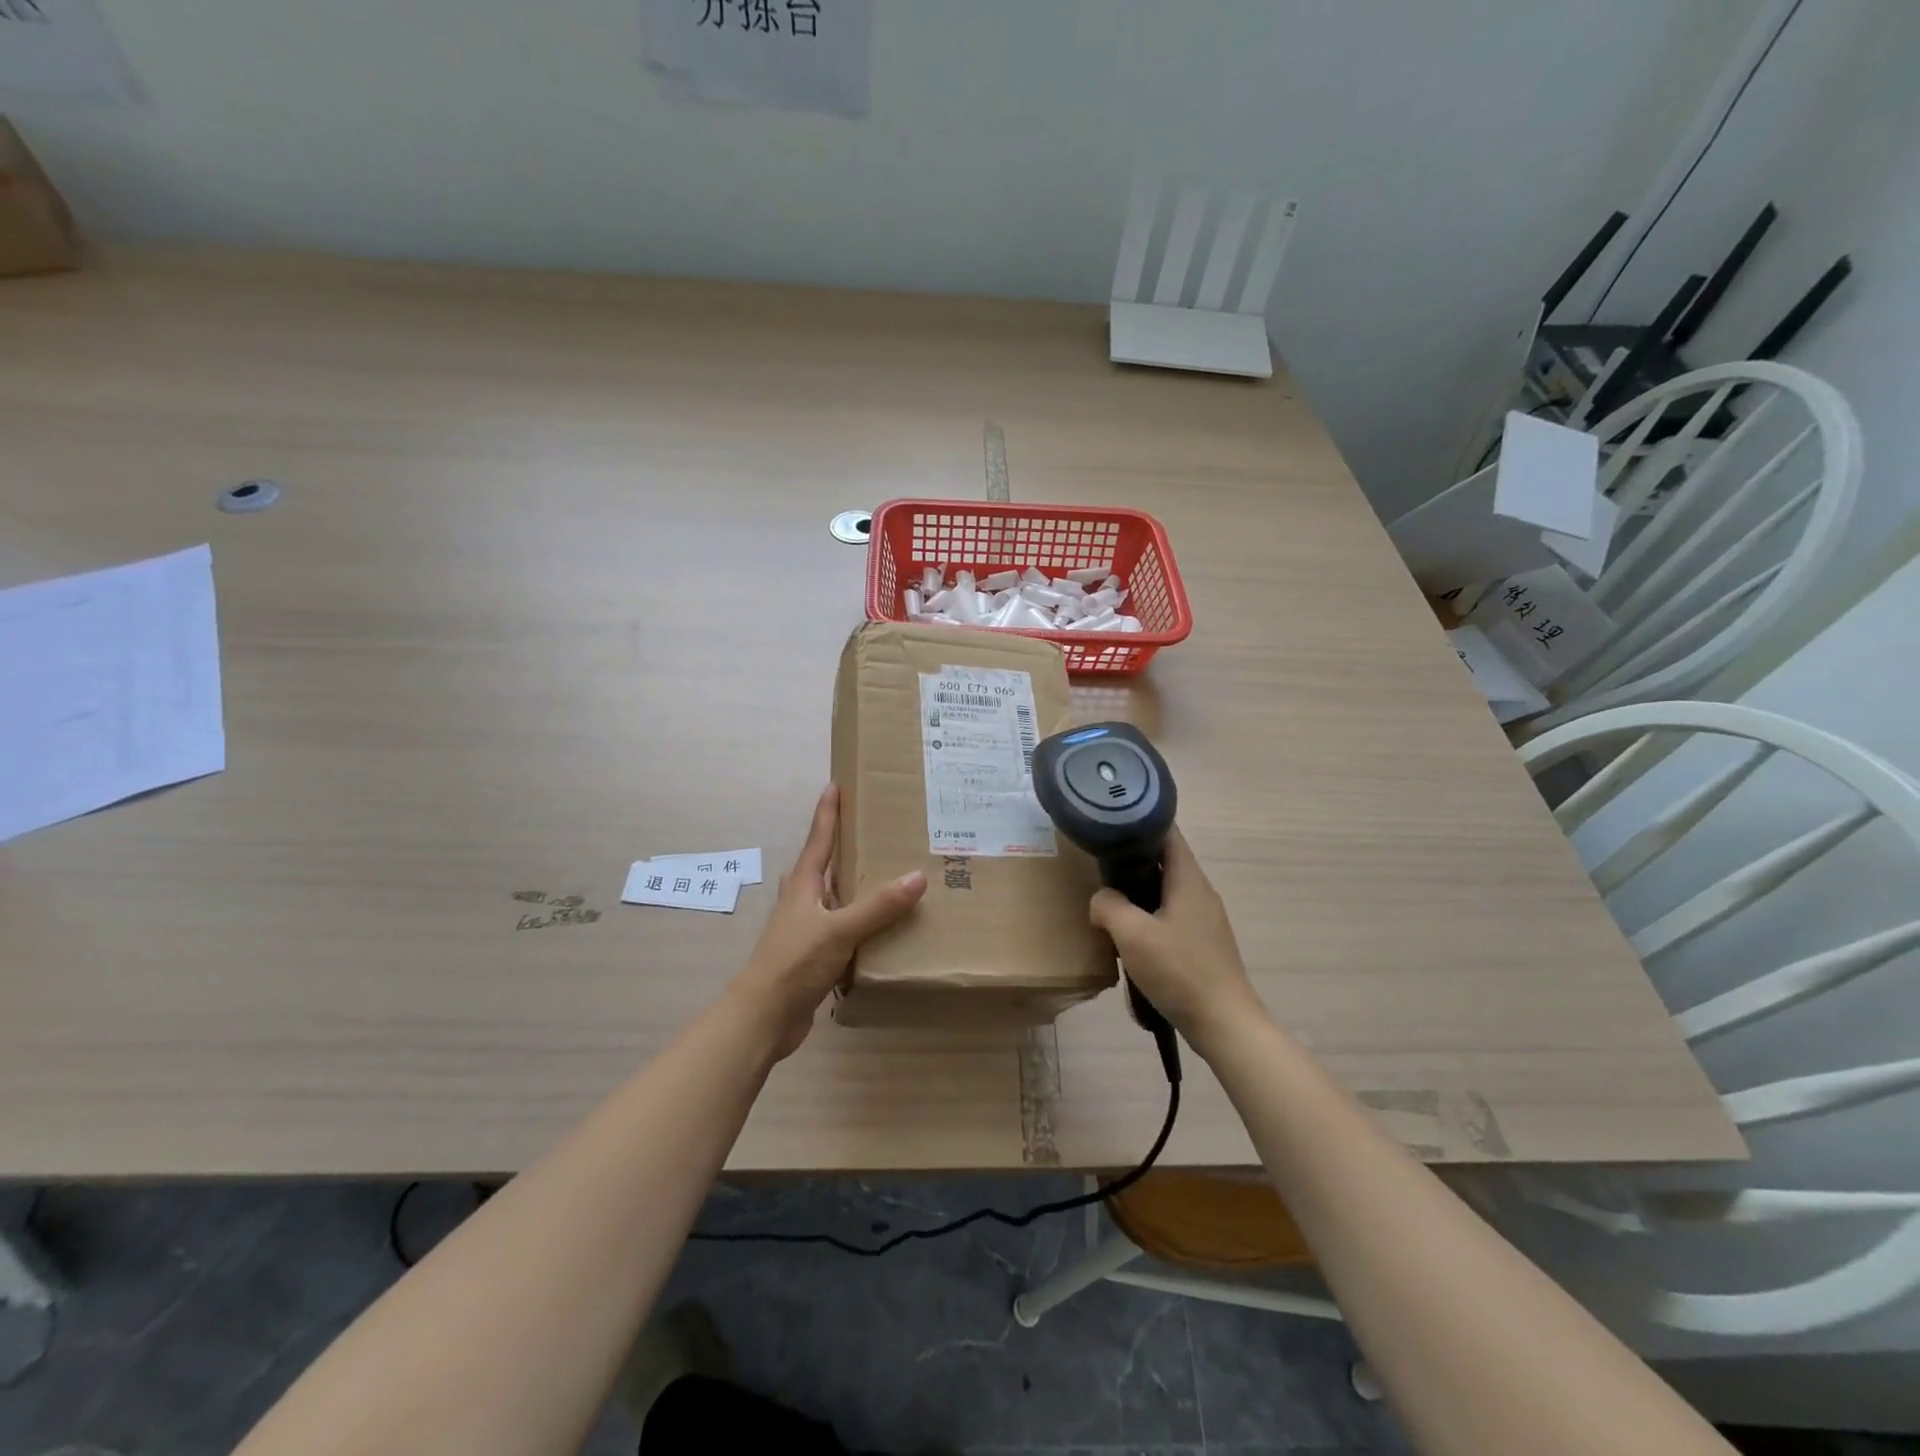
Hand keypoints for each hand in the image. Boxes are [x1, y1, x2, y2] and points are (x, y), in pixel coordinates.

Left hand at [732, 784, 926, 1059]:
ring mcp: (806, 928)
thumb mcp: (840, 930)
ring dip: (855, 884)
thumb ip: (878, 906)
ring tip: (886, 872)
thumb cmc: (795, 962)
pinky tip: (883, 925)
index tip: (835, 784)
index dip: (827, 812)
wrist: (764, 1016)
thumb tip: (917, 877)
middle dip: (844, 844)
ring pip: (835, 896)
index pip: (818, 839)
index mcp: (803, 885)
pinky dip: (861, 919)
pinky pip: (843, 926)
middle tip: (873, 827)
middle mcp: (803, 900)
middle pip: (824, 863)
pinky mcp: (813, 954)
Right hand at [1087, 827, 1263, 1049]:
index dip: (1140, 820)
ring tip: (1109, 902)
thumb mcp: (1132, 934)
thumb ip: (1108, 905)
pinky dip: (1148, 917)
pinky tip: (1130, 938)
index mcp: (1188, 879)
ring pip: (1165, 892)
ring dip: (1138, 893)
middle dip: (1131, 860)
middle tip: (1098, 864)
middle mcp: (1200, 892)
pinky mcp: (1203, 944)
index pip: (1167, 832)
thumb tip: (1101, 899)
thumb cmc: (1179, 970)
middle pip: (1163, 861)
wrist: (1224, 1023)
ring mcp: (1205, 919)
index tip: (1110, 820)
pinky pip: (1170, 916)